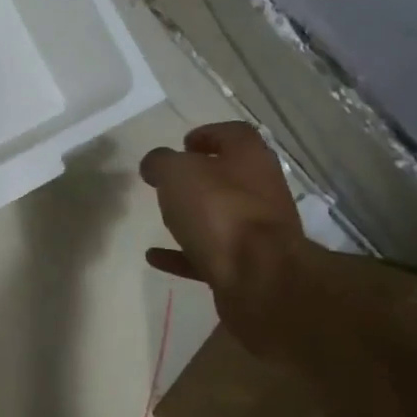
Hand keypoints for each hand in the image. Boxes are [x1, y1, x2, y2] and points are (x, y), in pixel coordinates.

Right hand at [138, 121, 327, 360]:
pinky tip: (155, 257)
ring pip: (223, 217)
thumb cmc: (220, 211)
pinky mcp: (249, 268)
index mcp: (251, 158)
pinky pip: (210, 255)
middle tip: (170, 182)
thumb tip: (155, 164)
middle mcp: (262, 191)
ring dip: (194, 217)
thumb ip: (160, 162)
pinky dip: (183, 254)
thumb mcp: (176, 172)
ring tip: (162, 217)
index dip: (208, 134)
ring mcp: (259, 233)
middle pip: (230, 177)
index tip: (182, 145)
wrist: (261, 282)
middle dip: (200, 179)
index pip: (234, 134)